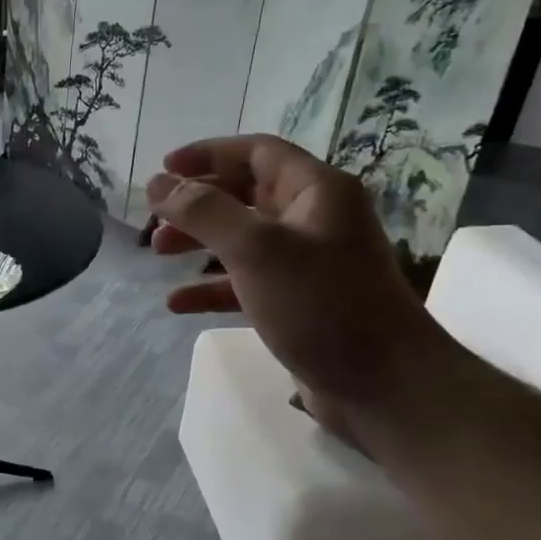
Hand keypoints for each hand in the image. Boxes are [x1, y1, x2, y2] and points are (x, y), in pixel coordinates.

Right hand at [147, 135, 448, 435]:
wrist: (385, 387)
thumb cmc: (322, 304)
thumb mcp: (256, 249)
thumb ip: (204, 211)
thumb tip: (158, 183)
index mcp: (316, 191)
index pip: (256, 152)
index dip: (207, 154)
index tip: (163, 169)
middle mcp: (314, 220)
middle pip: (245, 194)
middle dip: (196, 204)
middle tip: (155, 220)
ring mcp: (308, 264)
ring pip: (242, 239)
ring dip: (198, 242)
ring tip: (158, 255)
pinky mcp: (299, 303)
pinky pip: (246, 283)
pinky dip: (212, 287)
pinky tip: (178, 303)